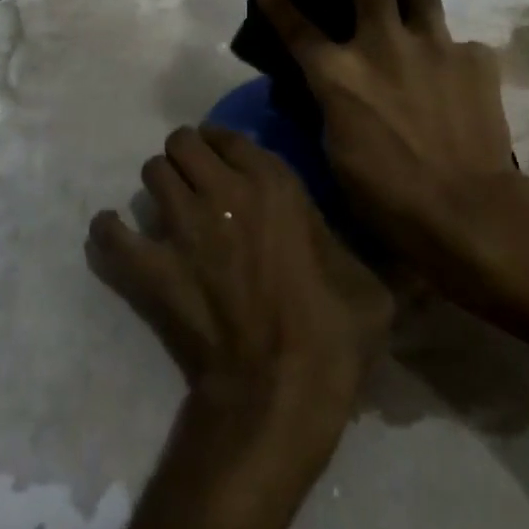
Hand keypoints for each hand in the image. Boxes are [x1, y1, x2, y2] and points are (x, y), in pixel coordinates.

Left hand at [87, 126, 390, 462]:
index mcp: (273, 183)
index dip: (221, 146)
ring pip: (151, 173)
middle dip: (185, 158)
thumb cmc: (332, 336)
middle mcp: (223, 191)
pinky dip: (110, 233)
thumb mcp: (375, 288)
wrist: (279, 393)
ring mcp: (182, 226)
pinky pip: (111, 233)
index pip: (228, 135)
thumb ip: (385, 260)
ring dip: (157, 187)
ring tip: (166, 209)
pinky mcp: (151, 267)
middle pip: (181, 143)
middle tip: (193, 184)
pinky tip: (117, 238)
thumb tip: (418, 264)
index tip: (223, 162)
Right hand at [255, 0, 523, 285]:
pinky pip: (461, 42)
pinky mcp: (475, 58)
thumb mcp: (336, 149)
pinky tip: (457, 84)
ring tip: (416, 31)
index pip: (297, 26)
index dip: (277, 3)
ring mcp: (433, 44)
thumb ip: (332, 101)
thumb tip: (333, 83)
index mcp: (338, 72)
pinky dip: (454, 58)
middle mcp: (382, 43)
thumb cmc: (387, 196)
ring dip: (414, 7)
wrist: (466, 211)